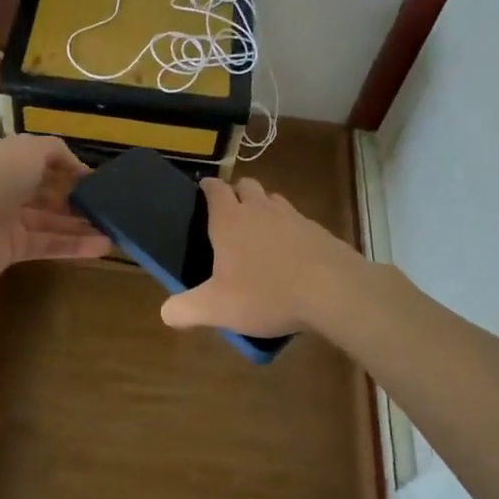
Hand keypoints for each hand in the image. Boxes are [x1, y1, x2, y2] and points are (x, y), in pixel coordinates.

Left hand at [0, 134, 112, 284]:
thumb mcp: (29, 148)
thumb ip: (56, 151)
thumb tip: (77, 167)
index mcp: (3, 157)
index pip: (39, 160)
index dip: (67, 167)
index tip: (94, 179)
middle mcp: (4, 186)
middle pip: (47, 192)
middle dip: (75, 197)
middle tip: (106, 204)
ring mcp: (8, 220)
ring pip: (51, 221)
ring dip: (81, 224)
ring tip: (114, 227)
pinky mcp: (13, 249)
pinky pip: (49, 244)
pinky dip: (75, 245)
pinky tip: (103, 245)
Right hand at [160, 177, 365, 336]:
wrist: (333, 291)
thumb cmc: (266, 293)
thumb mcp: (217, 308)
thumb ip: (186, 309)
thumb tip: (166, 313)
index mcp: (230, 219)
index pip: (214, 189)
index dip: (207, 188)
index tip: (201, 194)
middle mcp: (259, 208)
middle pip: (245, 185)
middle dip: (236, 194)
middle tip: (230, 217)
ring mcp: (292, 216)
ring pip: (272, 199)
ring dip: (263, 208)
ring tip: (259, 234)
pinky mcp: (317, 230)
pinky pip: (296, 220)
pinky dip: (288, 229)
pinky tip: (289, 254)